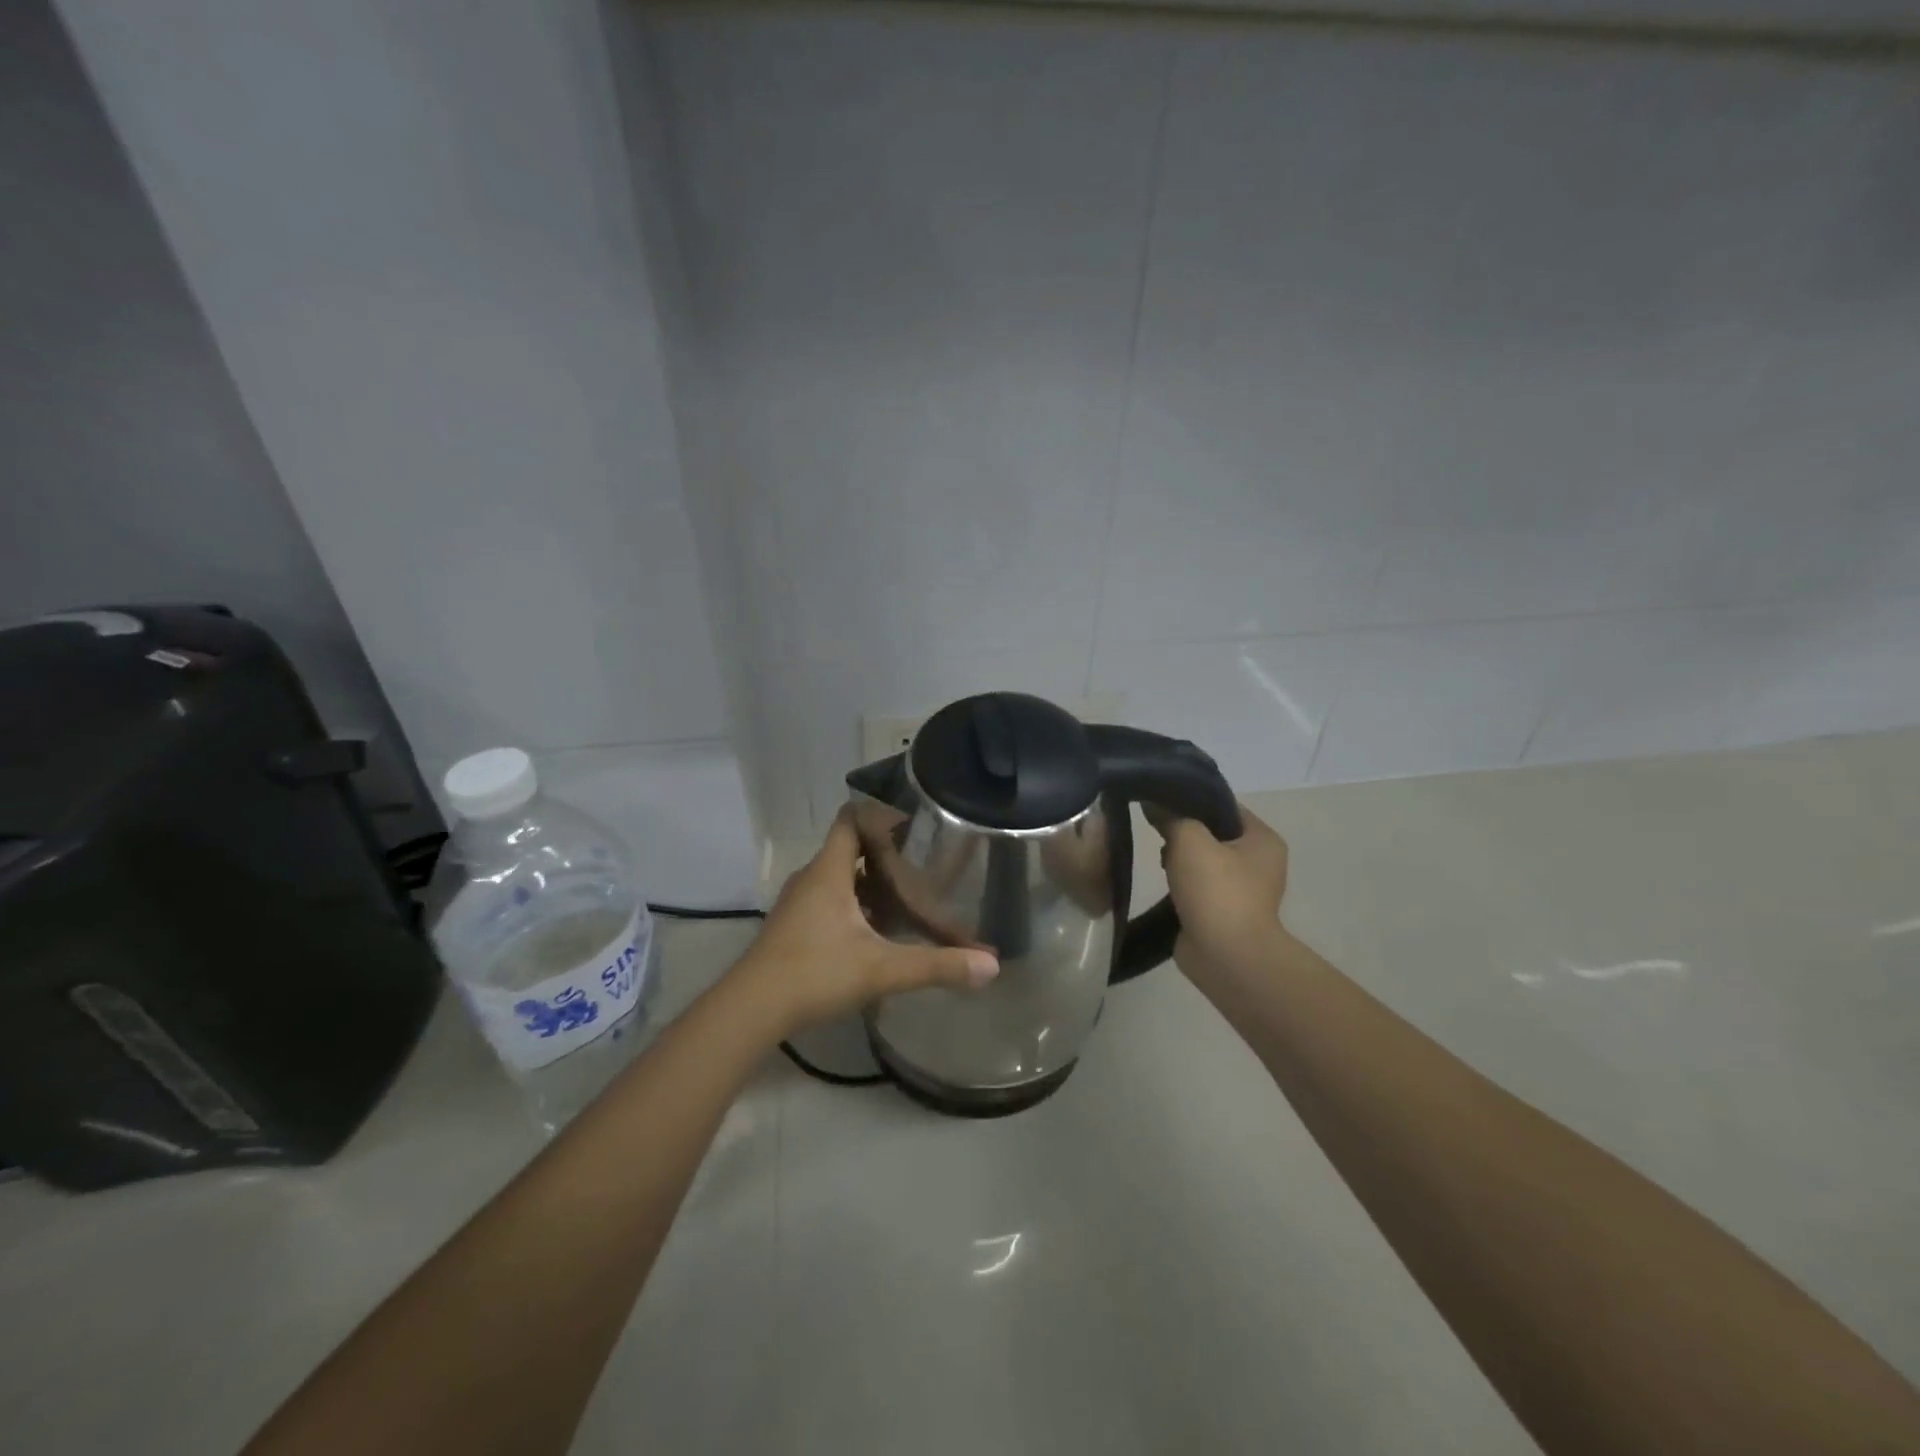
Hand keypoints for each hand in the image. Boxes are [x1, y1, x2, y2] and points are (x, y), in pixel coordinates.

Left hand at [726, 808, 999, 1039]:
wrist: (749, 1010)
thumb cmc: (814, 973)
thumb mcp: (881, 969)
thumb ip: (936, 965)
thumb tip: (991, 964)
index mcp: (829, 871)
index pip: (851, 819)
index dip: (880, 814)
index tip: (915, 823)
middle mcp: (812, 879)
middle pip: (849, 848)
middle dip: (886, 853)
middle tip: (925, 862)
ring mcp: (799, 904)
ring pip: (840, 878)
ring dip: (870, 882)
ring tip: (909, 893)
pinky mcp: (794, 927)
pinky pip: (830, 901)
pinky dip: (855, 906)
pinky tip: (878, 930)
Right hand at [1151, 802, 1289, 969]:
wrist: (1226, 957)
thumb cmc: (1217, 891)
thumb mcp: (1190, 841)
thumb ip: (1171, 816)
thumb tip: (1153, 802)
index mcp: (1262, 839)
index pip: (1224, 806)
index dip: (1192, 799)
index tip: (1161, 798)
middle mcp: (1258, 862)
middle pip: (1212, 832)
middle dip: (1183, 831)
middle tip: (1156, 829)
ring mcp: (1241, 890)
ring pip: (1202, 860)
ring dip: (1179, 859)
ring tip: (1156, 857)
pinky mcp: (1222, 912)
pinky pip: (1197, 886)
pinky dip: (1180, 883)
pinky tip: (1162, 882)